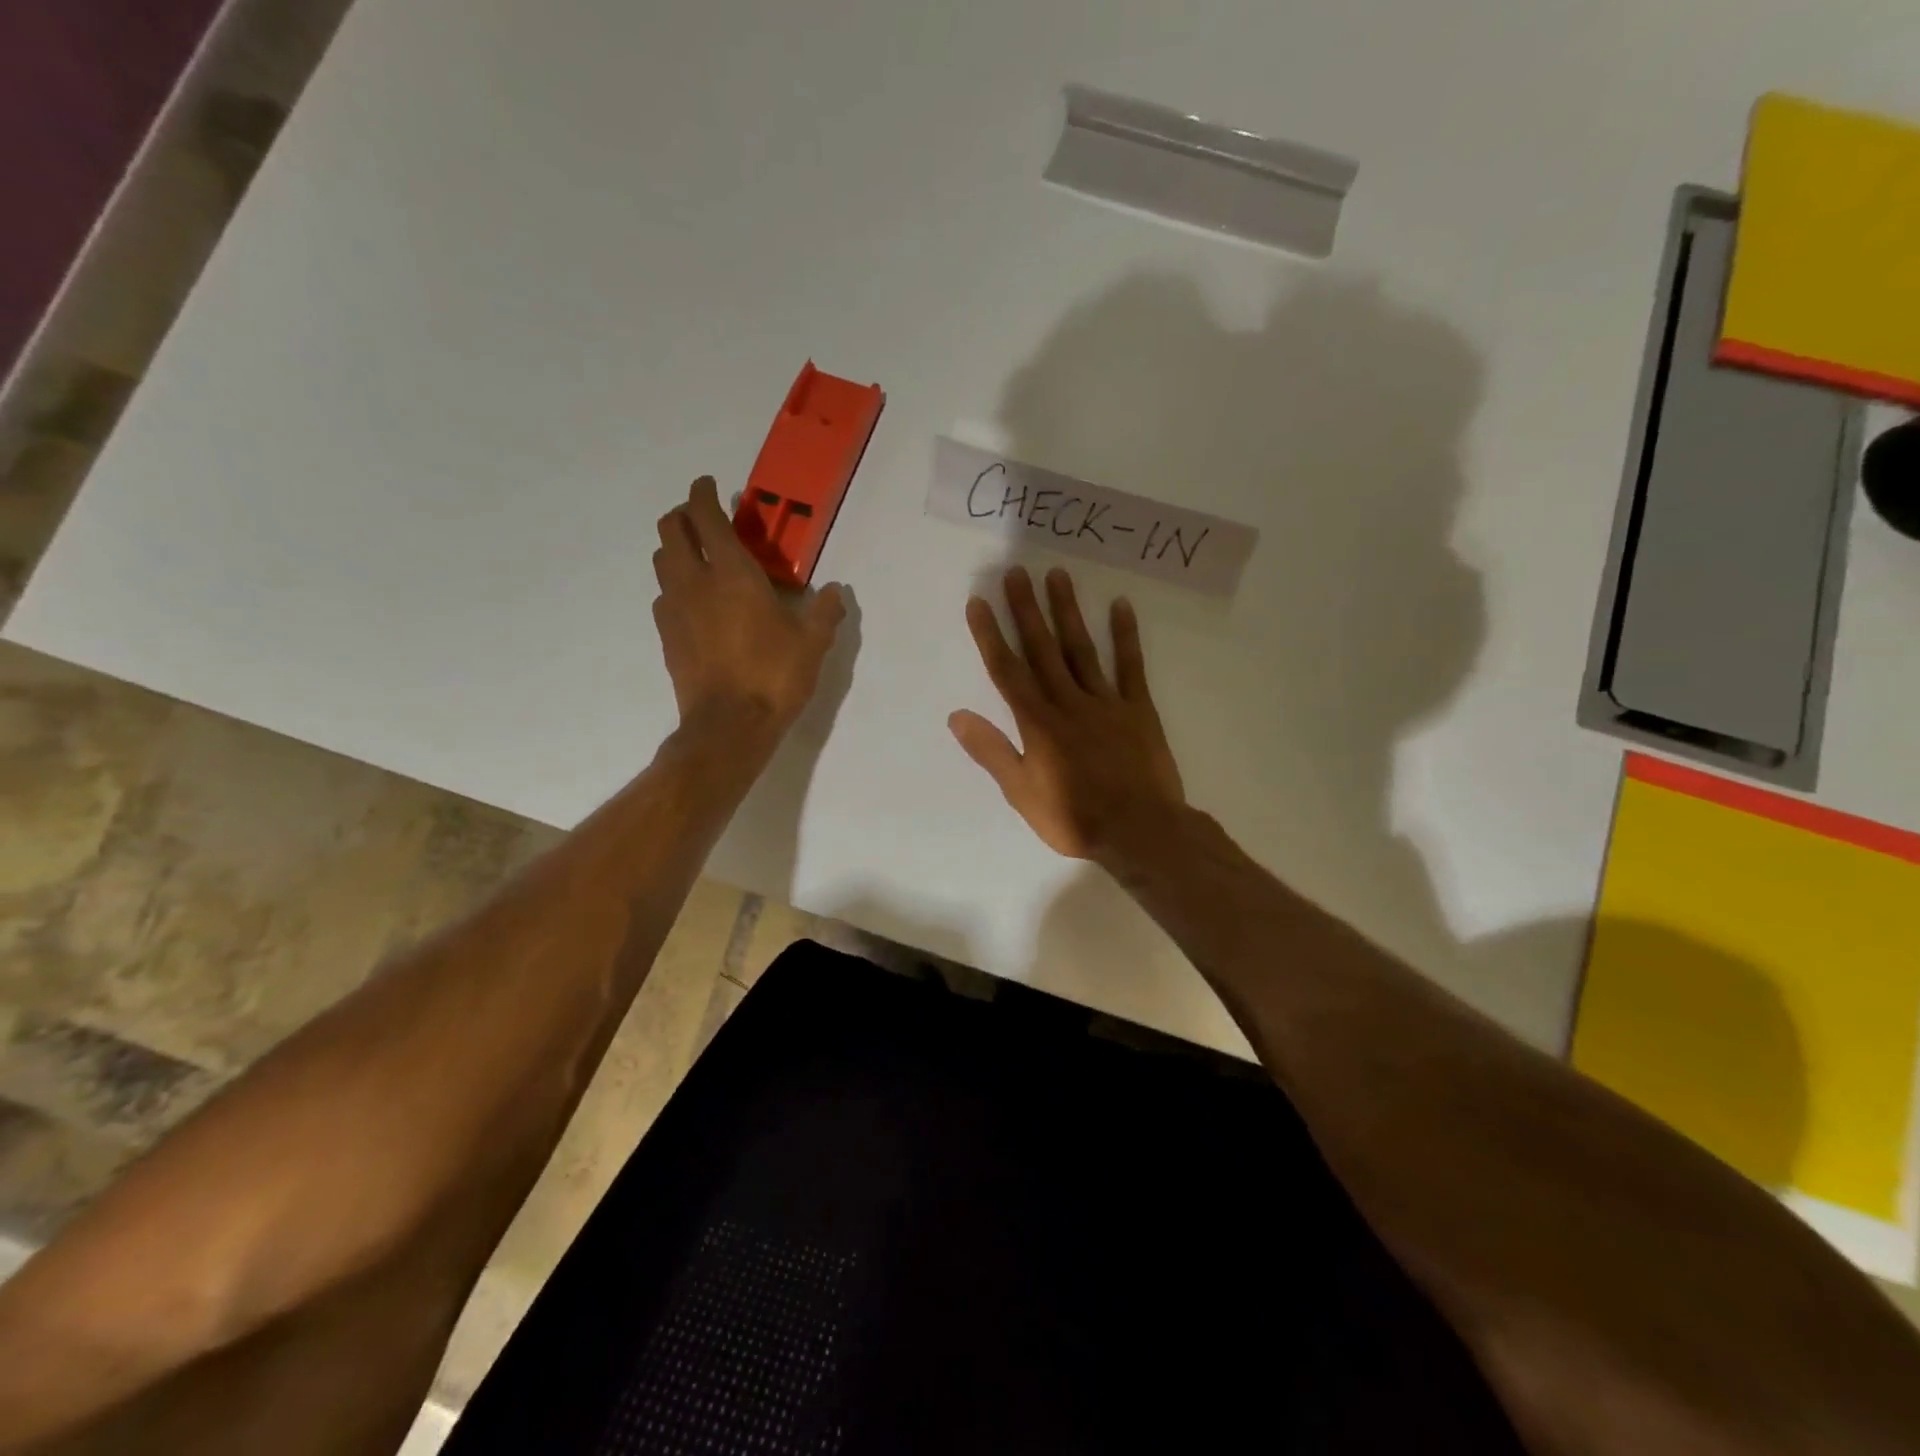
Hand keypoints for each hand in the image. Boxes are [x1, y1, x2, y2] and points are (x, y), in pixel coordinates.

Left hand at [652, 477, 845, 737]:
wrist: (729, 726)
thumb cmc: (774, 676)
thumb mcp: (812, 643)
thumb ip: (825, 612)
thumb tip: (836, 591)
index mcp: (733, 573)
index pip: (706, 517)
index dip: (703, 494)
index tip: (709, 485)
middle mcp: (695, 582)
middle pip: (671, 531)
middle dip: (682, 515)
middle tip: (702, 518)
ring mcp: (674, 610)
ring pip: (661, 562)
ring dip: (675, 549)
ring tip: (698, 557)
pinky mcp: (666, 637)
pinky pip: (664, 596)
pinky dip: (675, 586)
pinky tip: (695, 603)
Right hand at [950, 566, 1184, 860]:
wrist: (1140, 831)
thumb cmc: (1075, 818)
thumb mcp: (1022, 794)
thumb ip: (992, 752)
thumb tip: (957, 716)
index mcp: (1037, 724)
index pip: (1007, 672)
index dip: (990, 636)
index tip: (978, 603)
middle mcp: (1069, 702)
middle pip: (1042, 650)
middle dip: (1026, 611)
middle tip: (1015, 573)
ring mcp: (1106, 702)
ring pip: (1081, 649)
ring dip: (1067, 612)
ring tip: (1057, 576)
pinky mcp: (1138, 709)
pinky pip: (1130, 667)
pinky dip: (1125, 636)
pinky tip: (1120, 606)